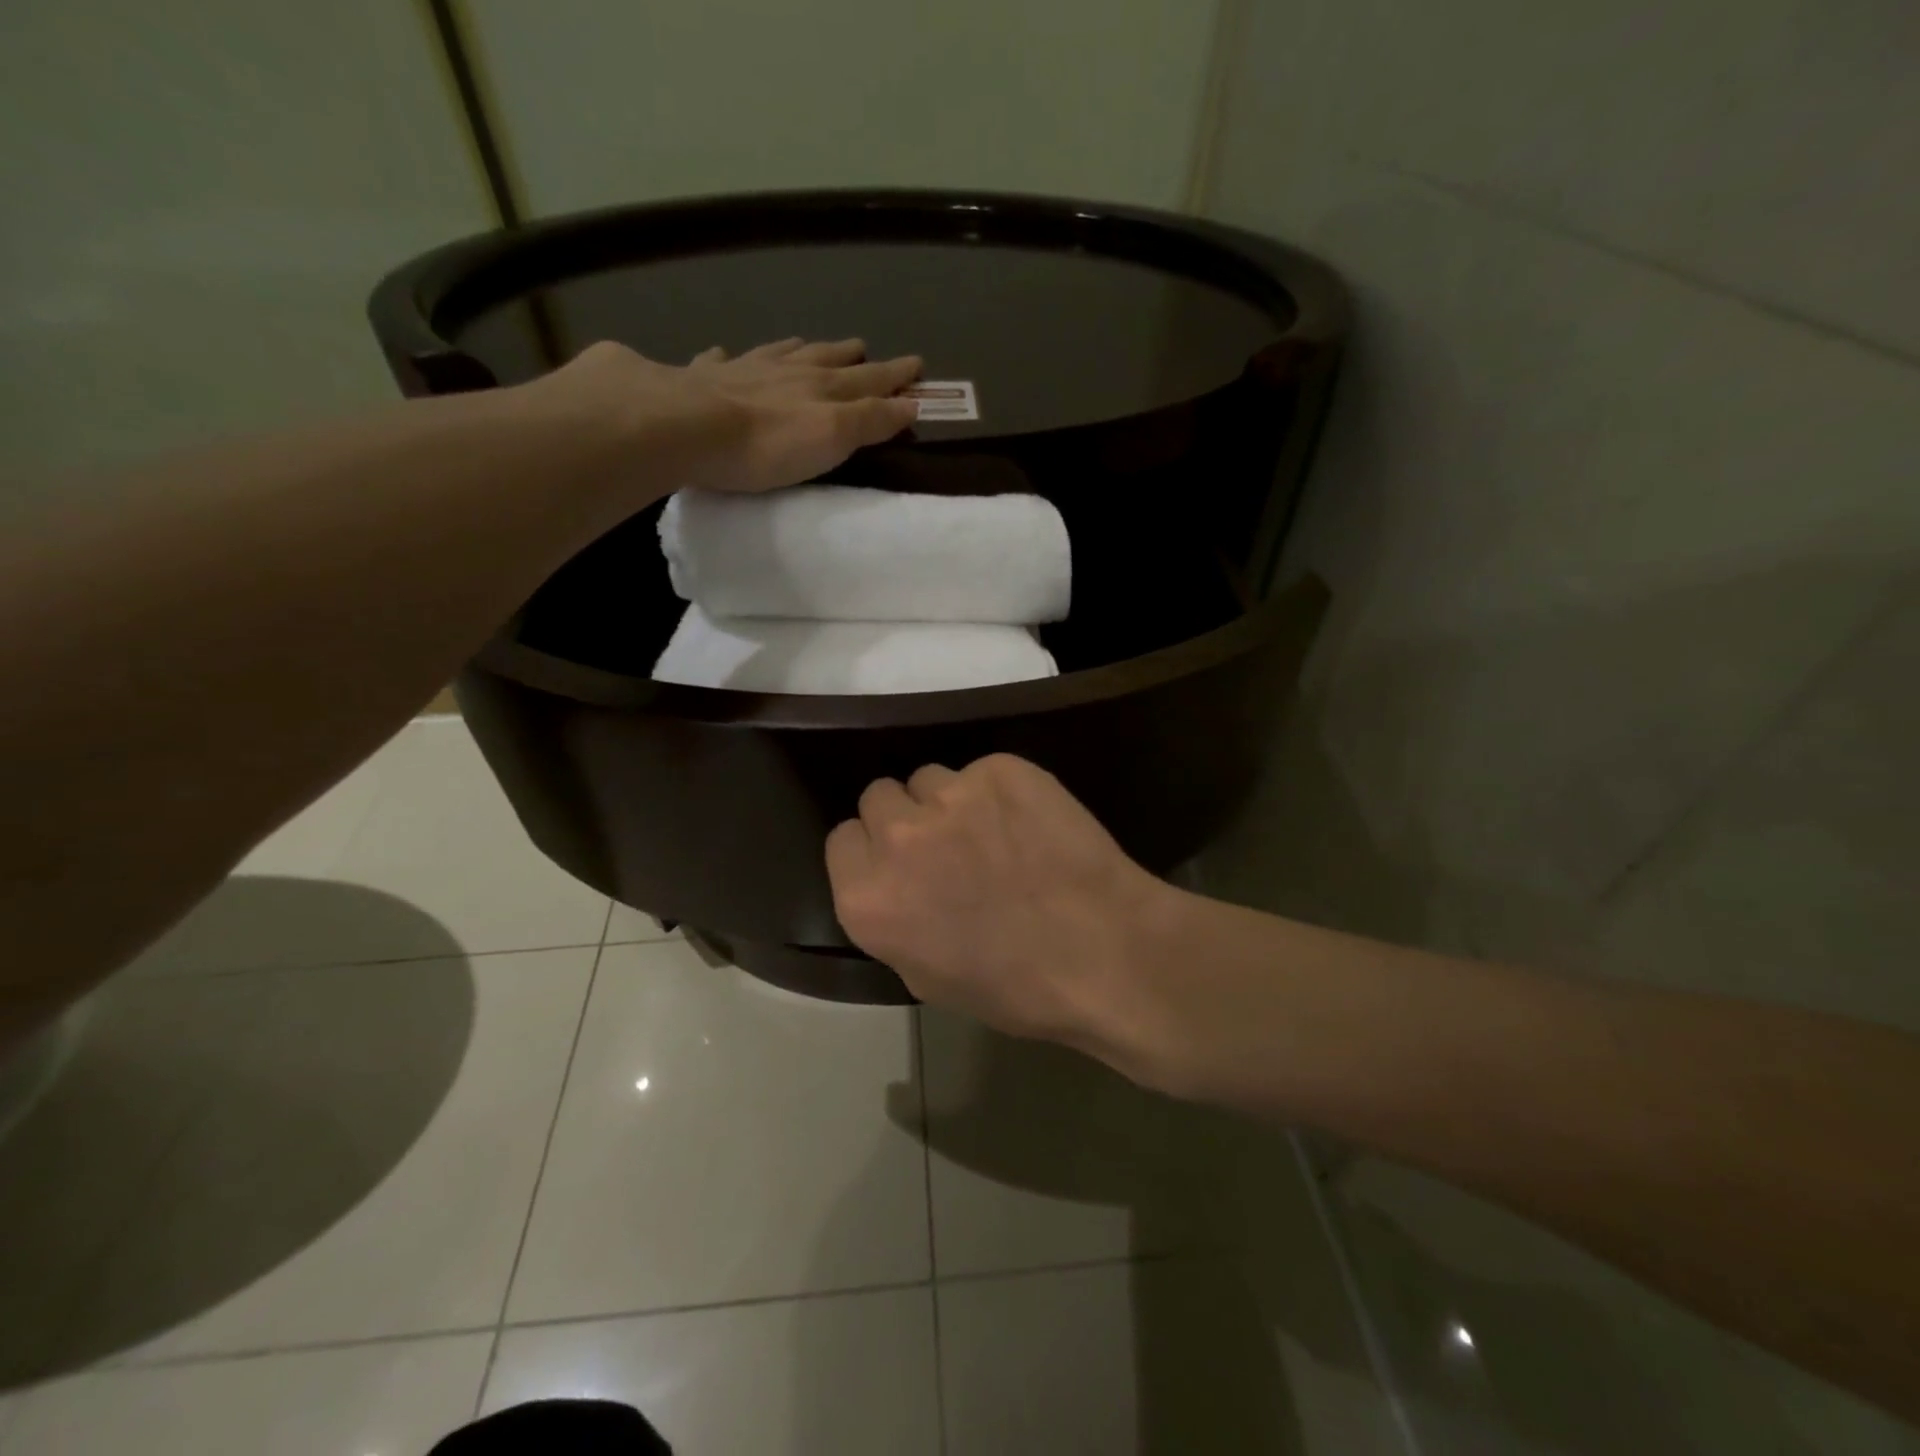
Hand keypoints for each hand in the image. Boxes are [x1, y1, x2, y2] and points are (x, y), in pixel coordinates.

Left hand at [532, 337, 921, 497]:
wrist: (685, 428)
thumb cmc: (767, 444)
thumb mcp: (833, 437)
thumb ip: (871, 421)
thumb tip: (910, 403)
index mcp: (821, 387)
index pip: (868, 380)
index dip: (894, 375)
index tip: (917, 365)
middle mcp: (785, 371)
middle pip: (826, 359)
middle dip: (851, 357)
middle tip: (865, 349)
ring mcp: (741, 370)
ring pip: (778, 353)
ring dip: (798, 349)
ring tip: (808, 342)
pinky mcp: (698, 379)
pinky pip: (719, 361)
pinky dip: (727, 356)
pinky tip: (722, 353)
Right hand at [826, 755, 1183, 1065]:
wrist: (1104, 952)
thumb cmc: (1015, 987)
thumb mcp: (927, 978)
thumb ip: (893, 919)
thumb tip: (897, 886)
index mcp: (867, 897)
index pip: (843, 838)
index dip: (872, 851)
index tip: (902, 865)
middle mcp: (898, 836)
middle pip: (879, 797)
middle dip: (906, 818)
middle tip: (948, 846)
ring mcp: (951, 795)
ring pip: (931, 779)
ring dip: (952, 802)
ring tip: (997, 833)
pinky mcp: (1001, 769)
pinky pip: (983, 771)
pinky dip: (1001, 792)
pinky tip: (1032, 823)